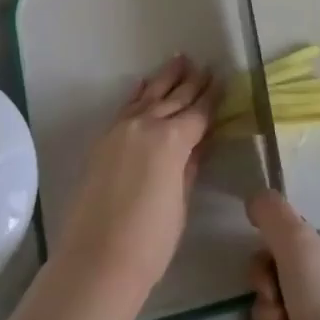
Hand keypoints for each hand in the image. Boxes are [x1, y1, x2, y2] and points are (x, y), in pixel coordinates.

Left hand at [53, 57, 217, 306]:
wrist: (97, 260)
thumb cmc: (150, 241)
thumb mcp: (180, 202)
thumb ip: (189, 166)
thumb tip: (198, 143)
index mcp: (172, 140)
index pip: (198, 113)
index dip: (212, 97)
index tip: (223, 79)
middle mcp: (146, 125)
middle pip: (174, 98)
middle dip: (191, 82)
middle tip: (206, 66)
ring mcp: (120, 130)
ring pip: (148, 96)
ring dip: (165, 78)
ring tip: (180, 60)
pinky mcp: (103, 141)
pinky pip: (125, 107)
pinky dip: (137, 93)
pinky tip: (144, 83)